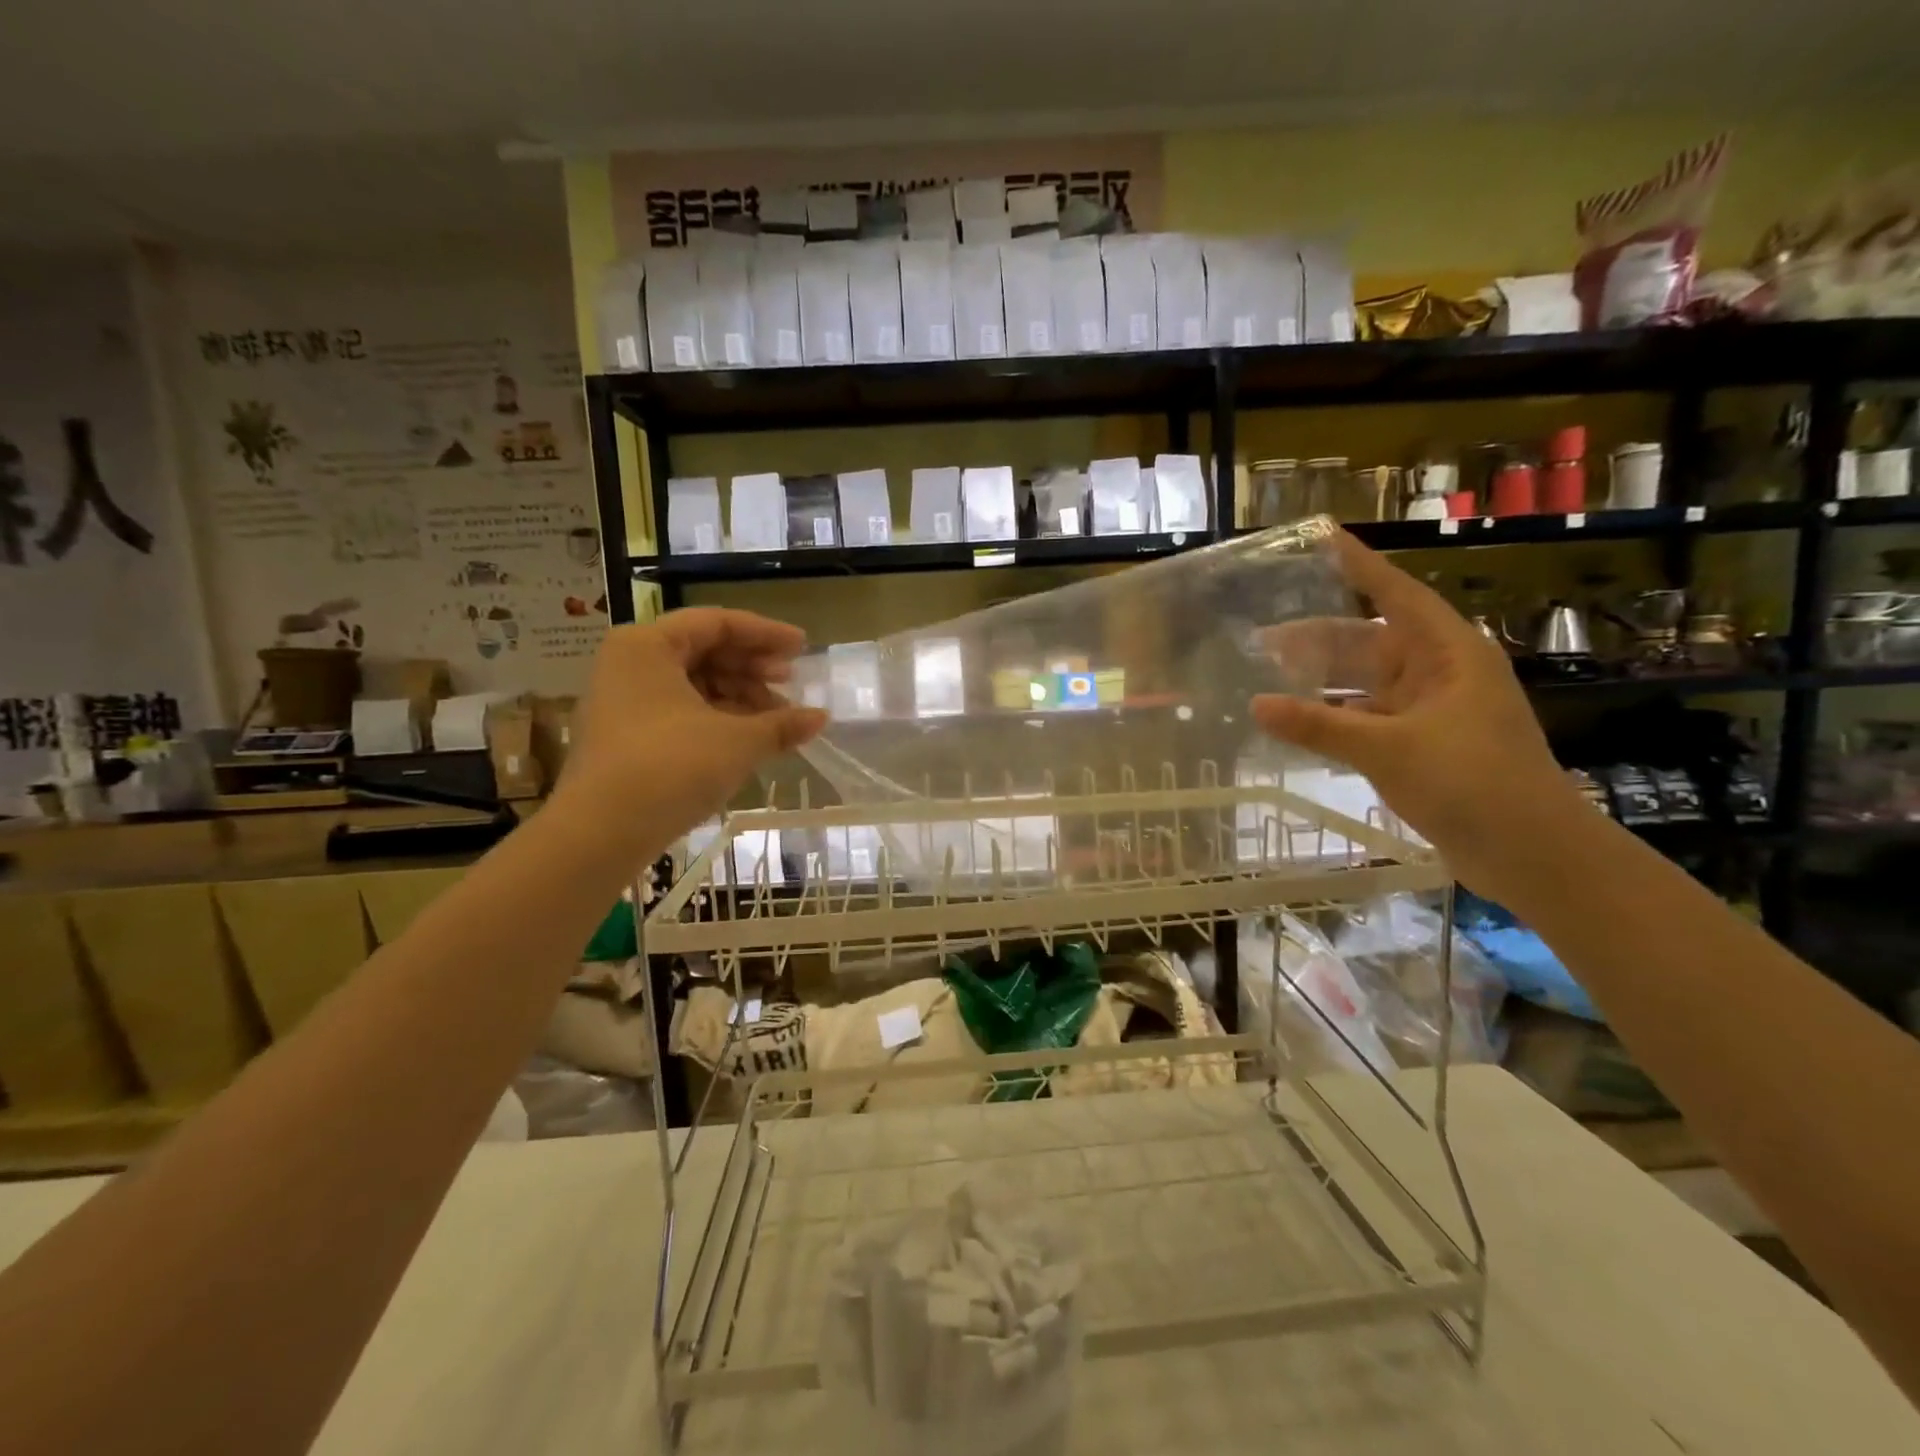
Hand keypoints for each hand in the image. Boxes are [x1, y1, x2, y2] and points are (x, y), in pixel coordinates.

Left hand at [559, 608, 826, 845]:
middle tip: (790, 684)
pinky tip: (749, 738)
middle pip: (704, 651)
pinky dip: (717, 719)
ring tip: (777, 720)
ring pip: (693, 684)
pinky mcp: (626, 736)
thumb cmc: (671, 767)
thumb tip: (821, 717)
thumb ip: (782, 724)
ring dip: (739, 697)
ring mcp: (623, 701)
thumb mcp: (737, 741)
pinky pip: (680, 711)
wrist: (601, 833)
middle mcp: (630, 664)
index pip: (717, 622)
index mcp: (648, 645)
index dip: (766, 634)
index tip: (803, 648)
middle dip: (752, 668)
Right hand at [1251, 532, 1582, 894]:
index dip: (1360, 566)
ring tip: (1269, 678)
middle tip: (1262, 638)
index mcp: (1448, 655)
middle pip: (1370, 641)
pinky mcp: (1422, 747)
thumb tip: (1255, 705)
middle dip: (1318, 638)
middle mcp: (1440, 675)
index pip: (1397, 595)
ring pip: (1366, 683)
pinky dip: (1334, 718)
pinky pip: (1367, 719)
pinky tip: (1300, 723)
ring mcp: (1430, 713)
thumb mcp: (1387, 749)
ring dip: (1322, 682)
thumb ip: (1318, 726)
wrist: (1531, 853)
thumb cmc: (1471, 783)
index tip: (1324, 538)